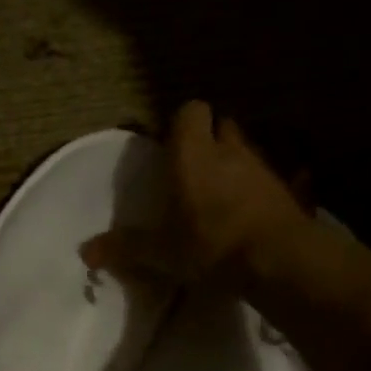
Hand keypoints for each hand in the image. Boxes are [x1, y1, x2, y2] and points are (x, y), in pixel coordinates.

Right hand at [81, 100, 309, 290]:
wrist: (278, 259)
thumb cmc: (210, 244)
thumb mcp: (161, 252)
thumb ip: (125, 247)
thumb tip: (84, 251)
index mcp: (194, 154)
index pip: (190, 111)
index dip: (181, 125)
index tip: (170, 148)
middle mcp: (229, 149)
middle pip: (221, 126)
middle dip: (208, 142)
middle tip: (193, 171)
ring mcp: (263, 166)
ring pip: (245, 151)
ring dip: (233, 165)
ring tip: (220, 196)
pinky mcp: (287, 189)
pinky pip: (266, 178)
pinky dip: (255, 189)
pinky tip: (247, 214)